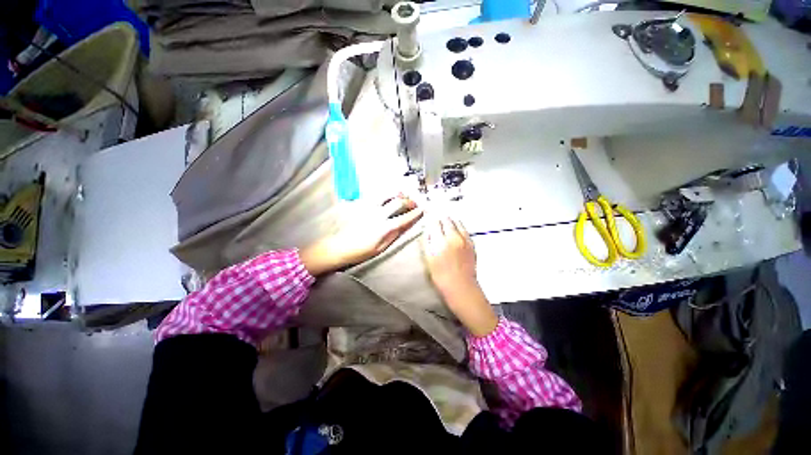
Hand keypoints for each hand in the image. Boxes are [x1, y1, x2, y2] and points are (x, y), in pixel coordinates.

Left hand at [300, 195, 422, 275]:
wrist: (340, 246)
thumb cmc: (362, 251)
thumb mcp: (382, 247)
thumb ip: (395, 234)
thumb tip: (406, 225)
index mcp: (385, 227)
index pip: (405, 217)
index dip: (416, 213)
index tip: (423, 210)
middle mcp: (379, 214)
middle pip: (398, 201)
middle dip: (409, 201)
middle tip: (414, 203)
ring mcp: (369, 207)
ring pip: (387, 194)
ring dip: (397, 193)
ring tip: (403, 195)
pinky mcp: (362, 204)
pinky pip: (376, 194)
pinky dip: (385, 193)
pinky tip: (388, 196)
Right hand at [423, 217, 497, 336]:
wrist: (461, 288)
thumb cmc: (441, 276)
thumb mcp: (429, 259)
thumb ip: (427, 242)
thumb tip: (427, 229)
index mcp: (441, 242)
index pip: (435, 222)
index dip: (430, 217)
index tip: (427, 214)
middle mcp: (454, 237)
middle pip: (447, 220)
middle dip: (440, 217)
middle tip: (436, 219)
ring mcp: (465, 240)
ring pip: (457, 222)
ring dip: (450, 220)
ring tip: (445, 223)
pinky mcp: (472, 244)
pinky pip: (464, 229)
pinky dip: (458, 227)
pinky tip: (454, 230)